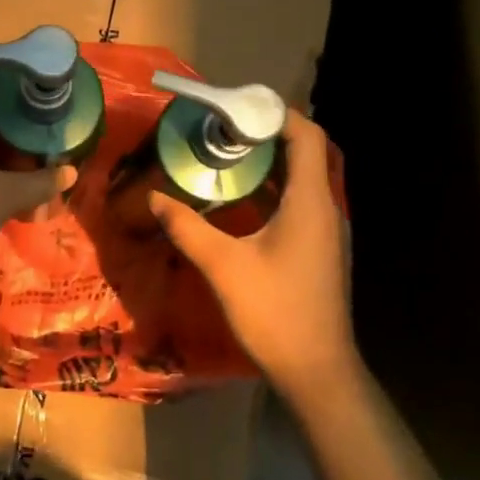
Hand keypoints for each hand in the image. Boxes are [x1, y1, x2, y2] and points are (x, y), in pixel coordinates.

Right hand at [150, 110, 356, 402]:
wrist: (316, 371)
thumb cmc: (274, 312)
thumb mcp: (223, 266)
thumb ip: (188, 227)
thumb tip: (155, 198)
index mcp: (311, 203)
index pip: (308, 137)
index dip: (278, 114)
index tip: (238, 108)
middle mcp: (325, 209)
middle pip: (305, 153)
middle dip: (266, 135)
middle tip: (222, 129)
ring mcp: (325, 231)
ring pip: (301, 180)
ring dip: (268, 163)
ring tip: (225, 155)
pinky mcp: (319, 250)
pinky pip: (298, 203)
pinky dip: (272, 190)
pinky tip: (239, 200)